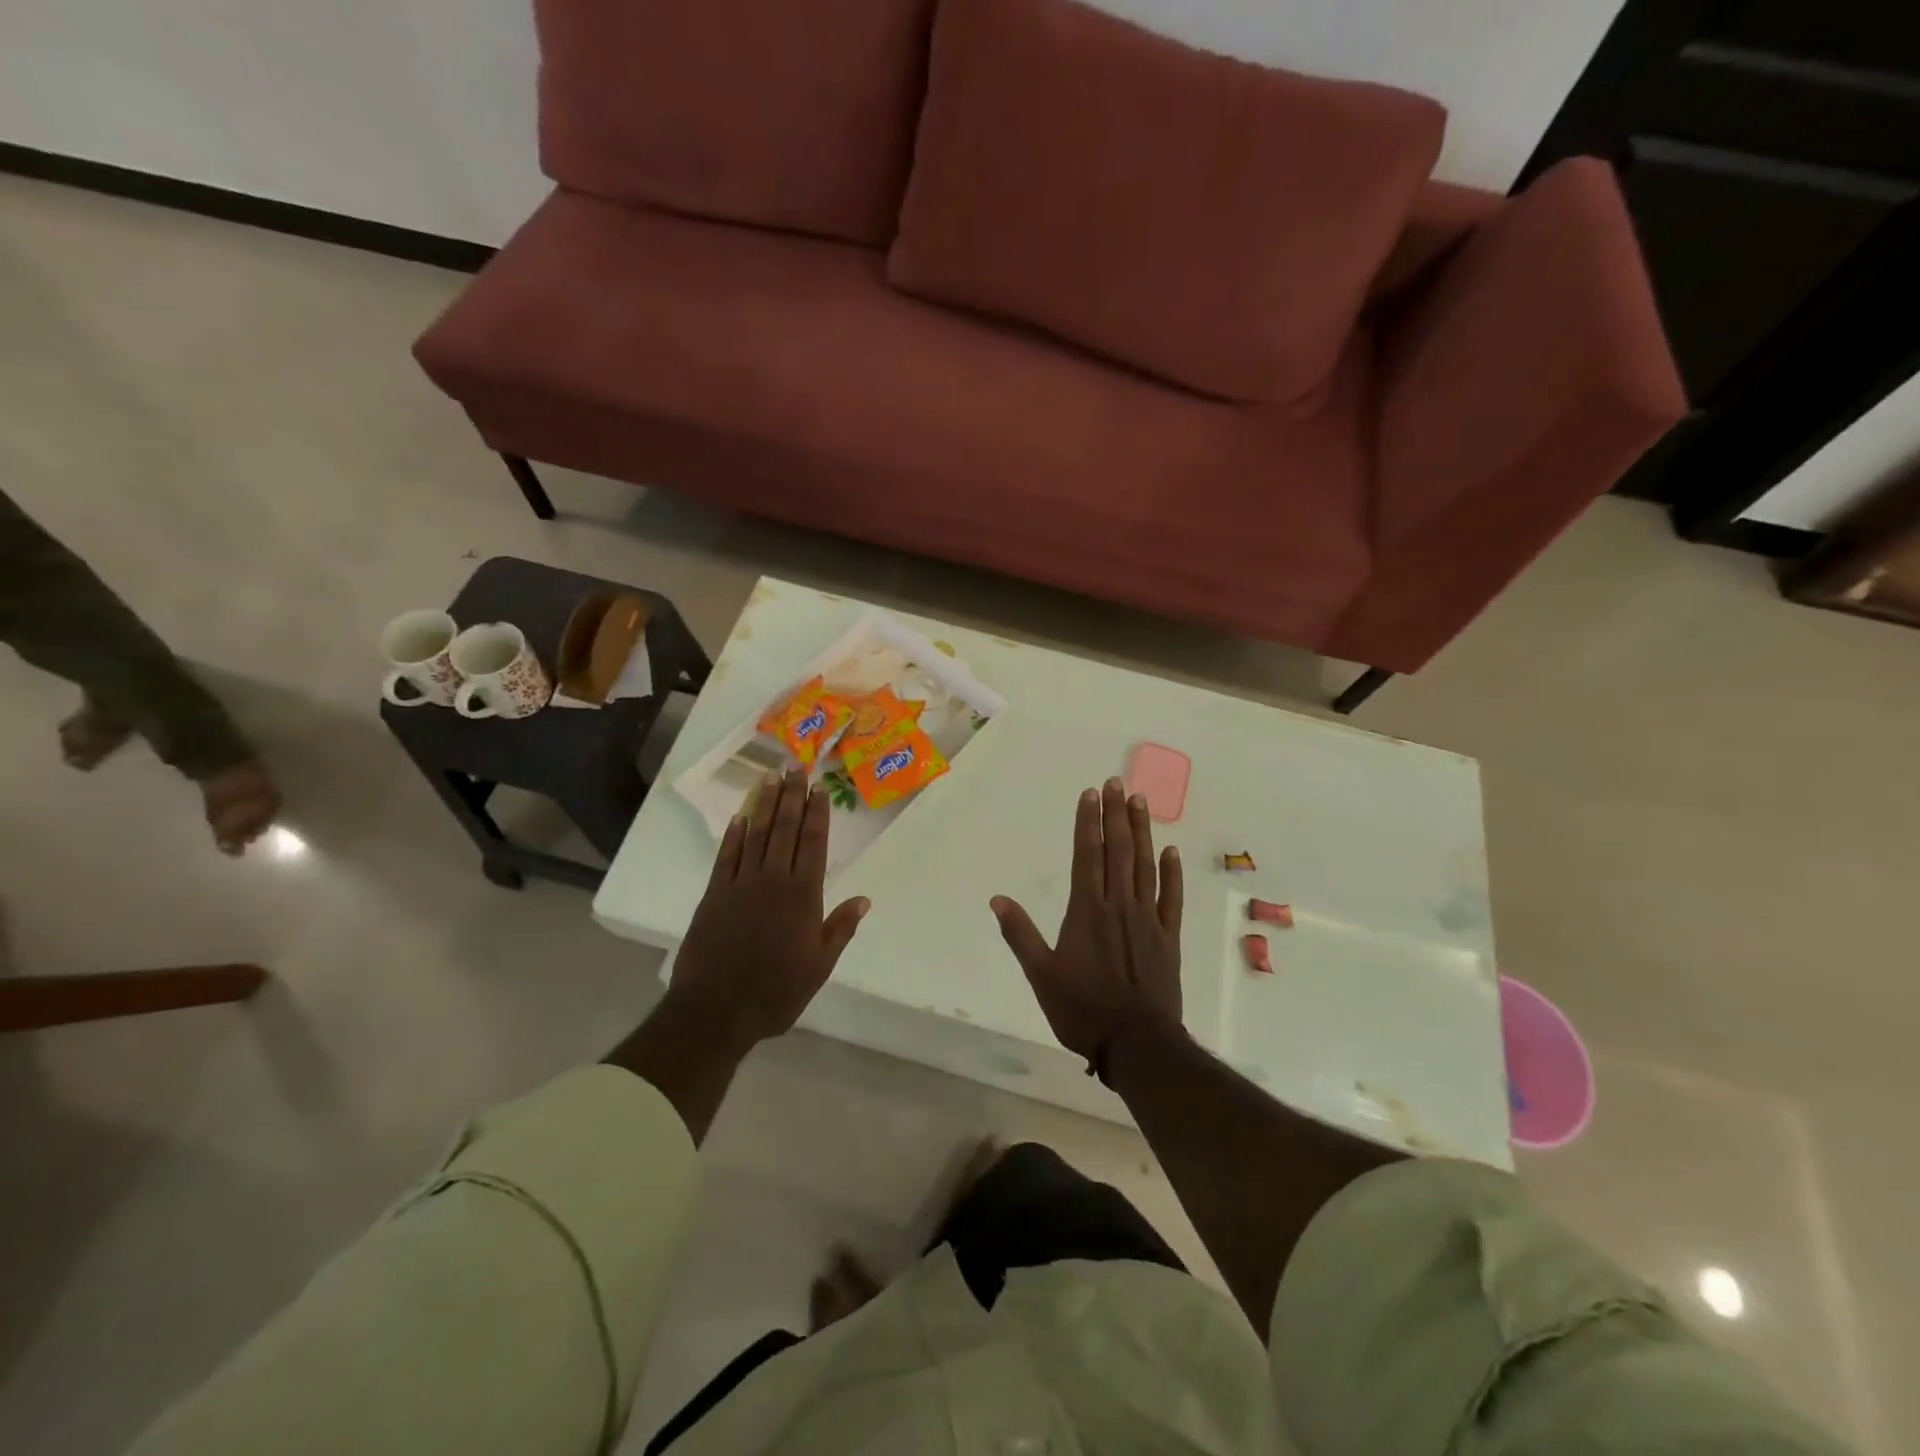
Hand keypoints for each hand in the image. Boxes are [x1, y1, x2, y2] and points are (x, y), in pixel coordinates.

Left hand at [665, 768, 868, 1054]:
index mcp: (803, 895)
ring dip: (764, 804)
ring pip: (756, 834)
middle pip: (785, 829)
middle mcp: (774, 880)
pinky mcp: (715, 894)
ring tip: (771, 777)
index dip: (817, 813)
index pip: (813, 843)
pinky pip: (726, 856)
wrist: (717, 1009)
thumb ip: (840, 928)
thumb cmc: (776, 991)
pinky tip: (740, 817)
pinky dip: (734, 835)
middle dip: (792, 796)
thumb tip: (864, 899)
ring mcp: (741, 884)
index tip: (819, 787)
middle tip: (795, 766)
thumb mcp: (819, 966)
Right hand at [990, 778, 1183, 1066]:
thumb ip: (1020, 935)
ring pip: (1145, 866)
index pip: (1086, 855)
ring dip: (1142, 832)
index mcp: (1086, 911)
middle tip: (1117, 783)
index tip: (1091, 794)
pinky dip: (1171, 873)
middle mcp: (1118, 905)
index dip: (1088, 823)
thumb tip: (997, 900)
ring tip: (1140, 801)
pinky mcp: (1168, 938)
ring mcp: (1147, 919)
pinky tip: (1171, 851)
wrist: (1136, 1042)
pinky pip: (1171, 898)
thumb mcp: (1041, 975)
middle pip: (1117, 851)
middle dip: (1115, 815)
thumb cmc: (1082, 1009)